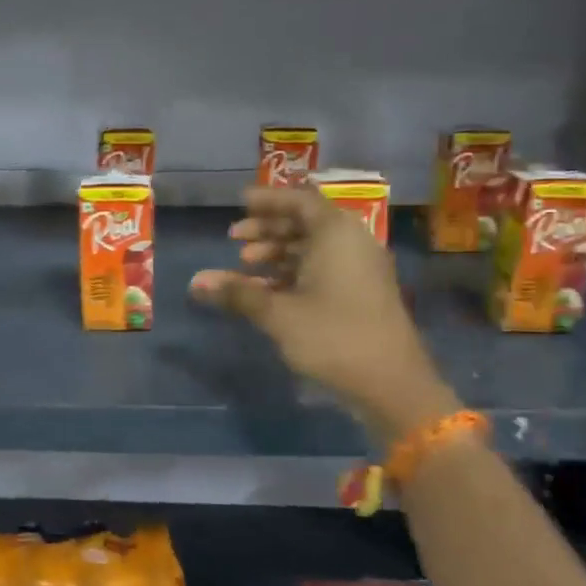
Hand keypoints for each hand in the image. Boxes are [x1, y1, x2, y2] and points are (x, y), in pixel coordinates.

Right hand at [190, 186, 457, 441]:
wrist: (392, 384)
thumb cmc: (333, 337)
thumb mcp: (278, 313)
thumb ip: (237, 292)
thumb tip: (194, 281)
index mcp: (336, 234)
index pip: (299, 201)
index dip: (267, 200)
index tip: (239, 203)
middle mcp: (351, 242)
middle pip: (305, 223)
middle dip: (267, 229)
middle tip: (234, 239)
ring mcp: (360, 269)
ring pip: (313, 248)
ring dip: (278, 253)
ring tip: (245, 267)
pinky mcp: (362, 293)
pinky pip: (323, 268)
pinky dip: (294, 272)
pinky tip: (267, 291)